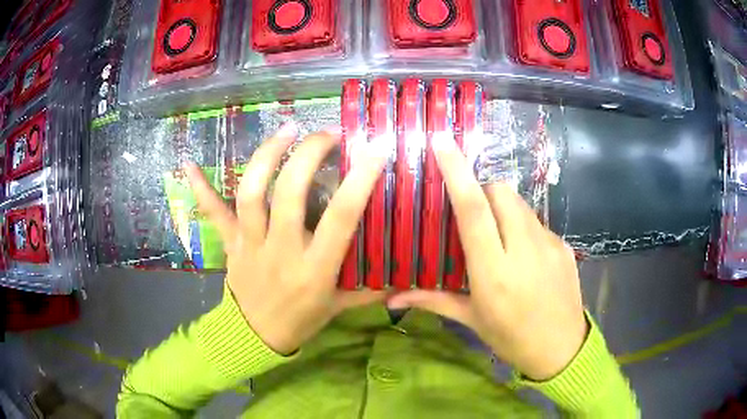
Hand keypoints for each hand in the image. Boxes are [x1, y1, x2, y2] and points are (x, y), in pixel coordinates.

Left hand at [186, 123, 387, 354]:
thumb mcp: (341, 307)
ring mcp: (250, 244)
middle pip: (288, 194)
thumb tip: (407, 275)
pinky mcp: (230, 243)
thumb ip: (372, 288)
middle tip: (327, 134)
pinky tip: (188, 164)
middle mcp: (280, 251)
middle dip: (308, 156)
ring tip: (287, 131)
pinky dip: (201, 188)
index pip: (340, 218)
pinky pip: (213, 213)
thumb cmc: (302, 320)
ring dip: (266, 157)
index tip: (375, 150)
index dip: (359, 181)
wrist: (255, 337)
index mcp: (315, 269)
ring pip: (251, 194)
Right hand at [388, 132, 587, 380]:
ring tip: (499, 236)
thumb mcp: (472, 319)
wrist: (562, 349)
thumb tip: (392, 297)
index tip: (443, 143)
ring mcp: (550, 245)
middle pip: (501, 193)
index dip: (457, 173)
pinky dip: (524, 227)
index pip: (474, 211)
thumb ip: (434, 300)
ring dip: (504, 208)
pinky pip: (538, 222)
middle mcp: (523, 251)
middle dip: (483, 190)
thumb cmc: (511, 337)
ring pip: (521, 204)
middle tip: (473, 214)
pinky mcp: (565, 246)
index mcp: (494, 272)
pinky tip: (524, 254)